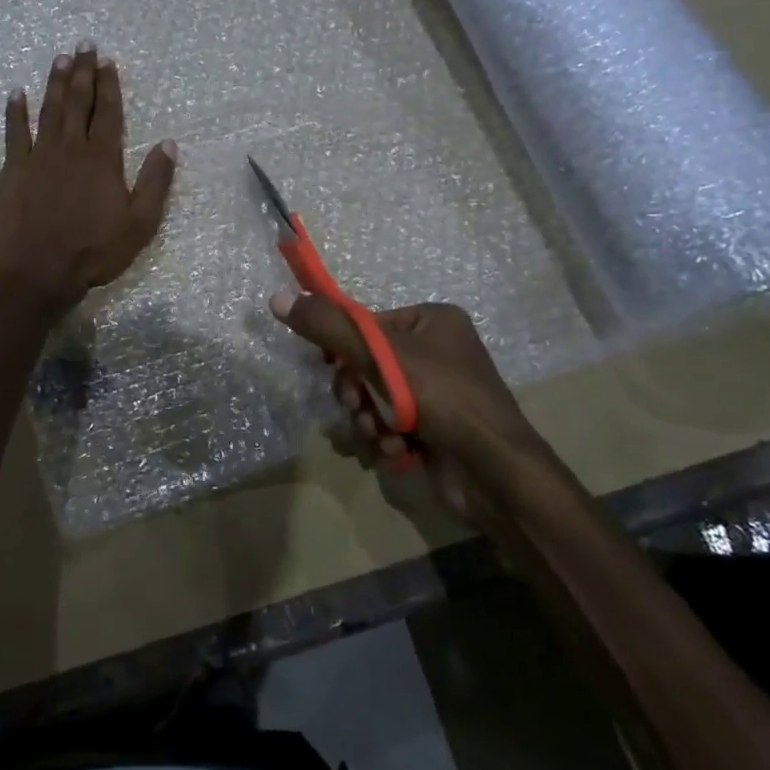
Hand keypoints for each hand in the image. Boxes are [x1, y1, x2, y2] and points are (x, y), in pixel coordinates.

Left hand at [0, 44, 176, 310]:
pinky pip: (15, 132)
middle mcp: (71, 148)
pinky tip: (16, 93)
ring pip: (49, 109)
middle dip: (83, 72)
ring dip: (55, 83)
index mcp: (102, 159)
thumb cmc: (93, 251)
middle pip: (78, 102)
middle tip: (84, 45)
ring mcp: (39, 156)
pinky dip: (15, 111)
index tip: (108, 62)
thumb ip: (155, 182)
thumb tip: (169, 144)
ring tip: (60, 59)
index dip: (109, 85)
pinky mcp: (14, 169)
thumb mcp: (139, 223)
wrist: (38, 269)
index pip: (108, 113)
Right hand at [270, 293, 549, 520]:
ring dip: (368, 418)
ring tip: (379, 434)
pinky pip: (392, 423)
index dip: (344, 348)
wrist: (492, 471)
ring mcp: (439, 392)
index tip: (333, 369)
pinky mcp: (436, 428)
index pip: (368, 325)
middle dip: (357, 391)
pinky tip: (395, 450)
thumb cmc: (440, 396)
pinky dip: (386, 437)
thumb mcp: (379, 354)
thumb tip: (277, 298)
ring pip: (376, 398)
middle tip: (358, 407)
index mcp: (433, 320)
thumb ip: (327, 326)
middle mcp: (438, 351)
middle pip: (368, 363)